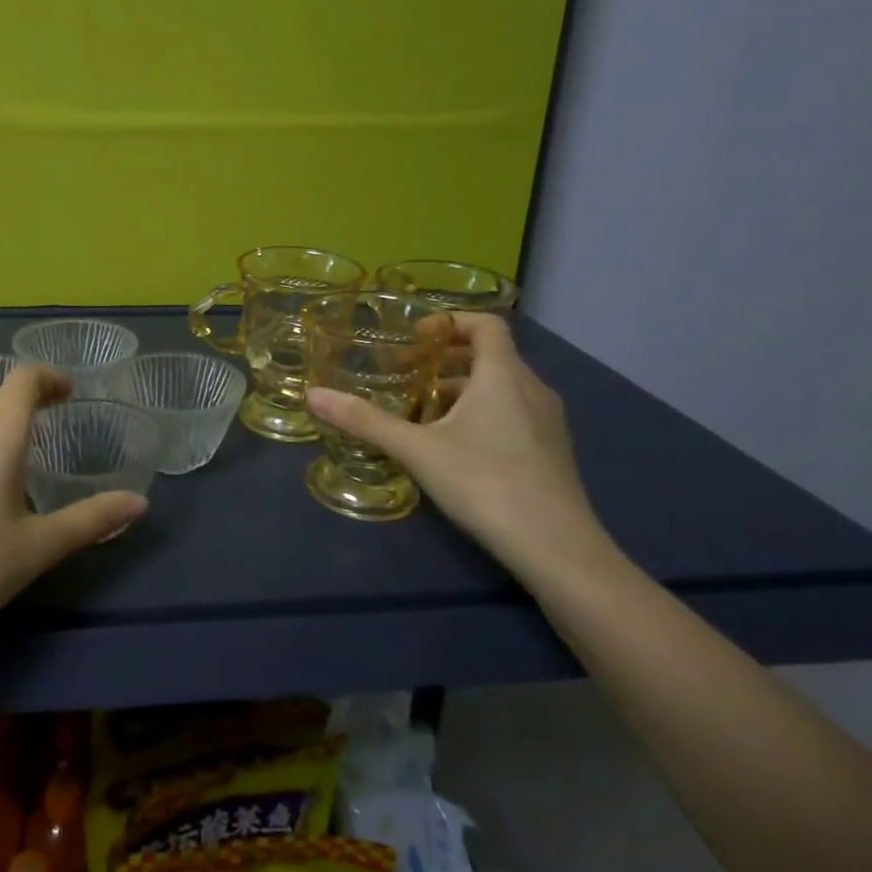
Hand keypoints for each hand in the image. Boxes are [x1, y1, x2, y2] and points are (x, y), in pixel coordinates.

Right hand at [306, 313, 615, 584]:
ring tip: (422, 411)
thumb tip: (312, 394)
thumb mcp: (417, 450)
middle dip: (445, 358)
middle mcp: (532, 389)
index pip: (486, 324)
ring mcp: (548, 423)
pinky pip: (513, 413)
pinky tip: (454, 447)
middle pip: (490, 355)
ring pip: (501, 387)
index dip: (449, 321)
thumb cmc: (486, 483)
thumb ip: (365, 420)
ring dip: (461, 388)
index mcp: (504, 375)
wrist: (558, 550)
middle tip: (406, 373)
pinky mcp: (551, 452)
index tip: (414, 338)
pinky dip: (481, 412)